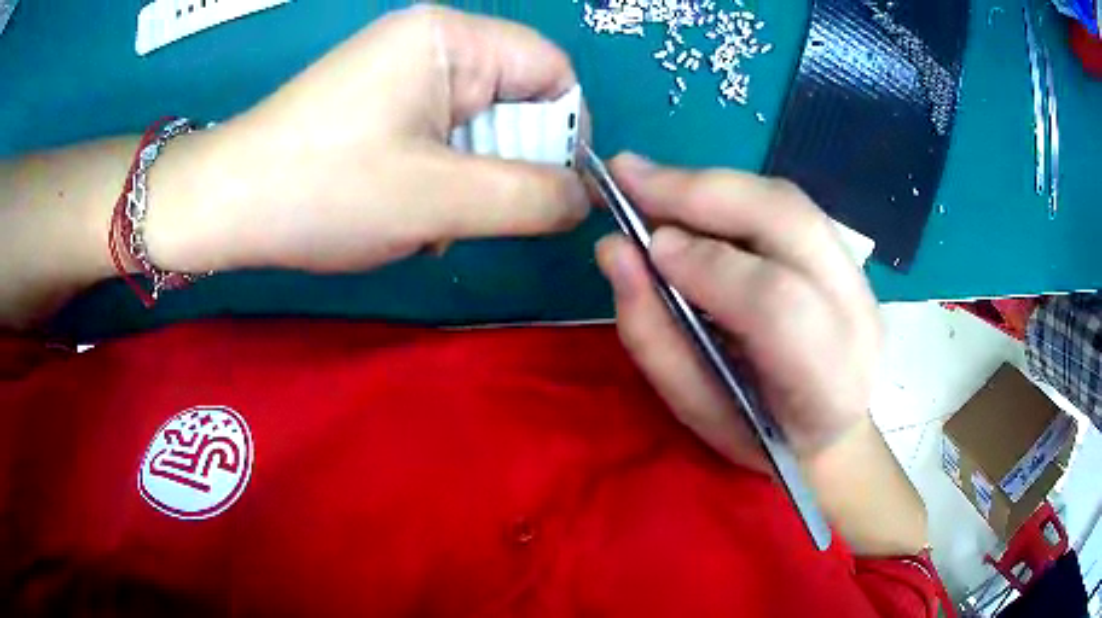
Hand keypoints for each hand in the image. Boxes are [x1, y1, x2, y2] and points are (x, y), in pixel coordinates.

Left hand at [148, 6, 588, 273]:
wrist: (225, 204)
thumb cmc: (324, 190)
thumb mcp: (440, 201)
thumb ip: (533, 198)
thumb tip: (585, 198)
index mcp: (451, 39)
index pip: (553, 73)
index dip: (565, 133)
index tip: (549, 192)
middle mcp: (431, 40)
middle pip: (515, 98)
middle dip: (507, 163)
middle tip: (468, 212)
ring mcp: (399, 68)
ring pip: (478, 123)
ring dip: (468, 178)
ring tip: (424, 216)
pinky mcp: (378, 97)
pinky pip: (439, 132)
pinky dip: (436, 175)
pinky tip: (401, 204)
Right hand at [595, 154, 880, 470]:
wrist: (834, 431)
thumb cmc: (761, 437)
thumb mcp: (699, 410)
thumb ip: (656, 336)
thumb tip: (615, 250)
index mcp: (827, 382)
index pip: (775, 304)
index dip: (707, 265)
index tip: (643, 246)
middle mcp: (857, 315)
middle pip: (787, 220)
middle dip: (700, 190)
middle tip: (625, 174)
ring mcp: (859, 277)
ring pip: (785, 200)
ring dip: (709, 183)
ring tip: (647, 181)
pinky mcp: (847, 253)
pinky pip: (784, 204)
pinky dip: (729, 194)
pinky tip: (690, 198)